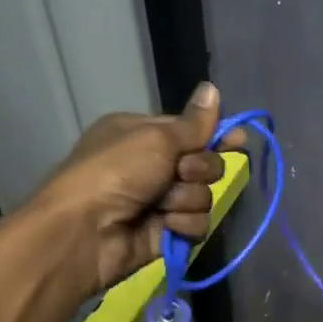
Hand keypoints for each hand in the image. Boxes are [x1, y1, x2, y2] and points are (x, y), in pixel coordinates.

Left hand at [23, 81, 245, 296]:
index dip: (215, 134)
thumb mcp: (155, 138)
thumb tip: (212, 88)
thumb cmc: (116, 172)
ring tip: (163, 206)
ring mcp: (157, 201)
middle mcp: (150, 165)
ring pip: (202, 196)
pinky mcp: (164, 233)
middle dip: (198, 169)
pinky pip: (195, 224)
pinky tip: (165, 227)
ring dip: (187, 200)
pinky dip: (183, 225)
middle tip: (180, 173)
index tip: (238, 139)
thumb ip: (193, 123)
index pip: (190, 130)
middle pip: (203, 163)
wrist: (84, 232)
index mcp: (141, 134)